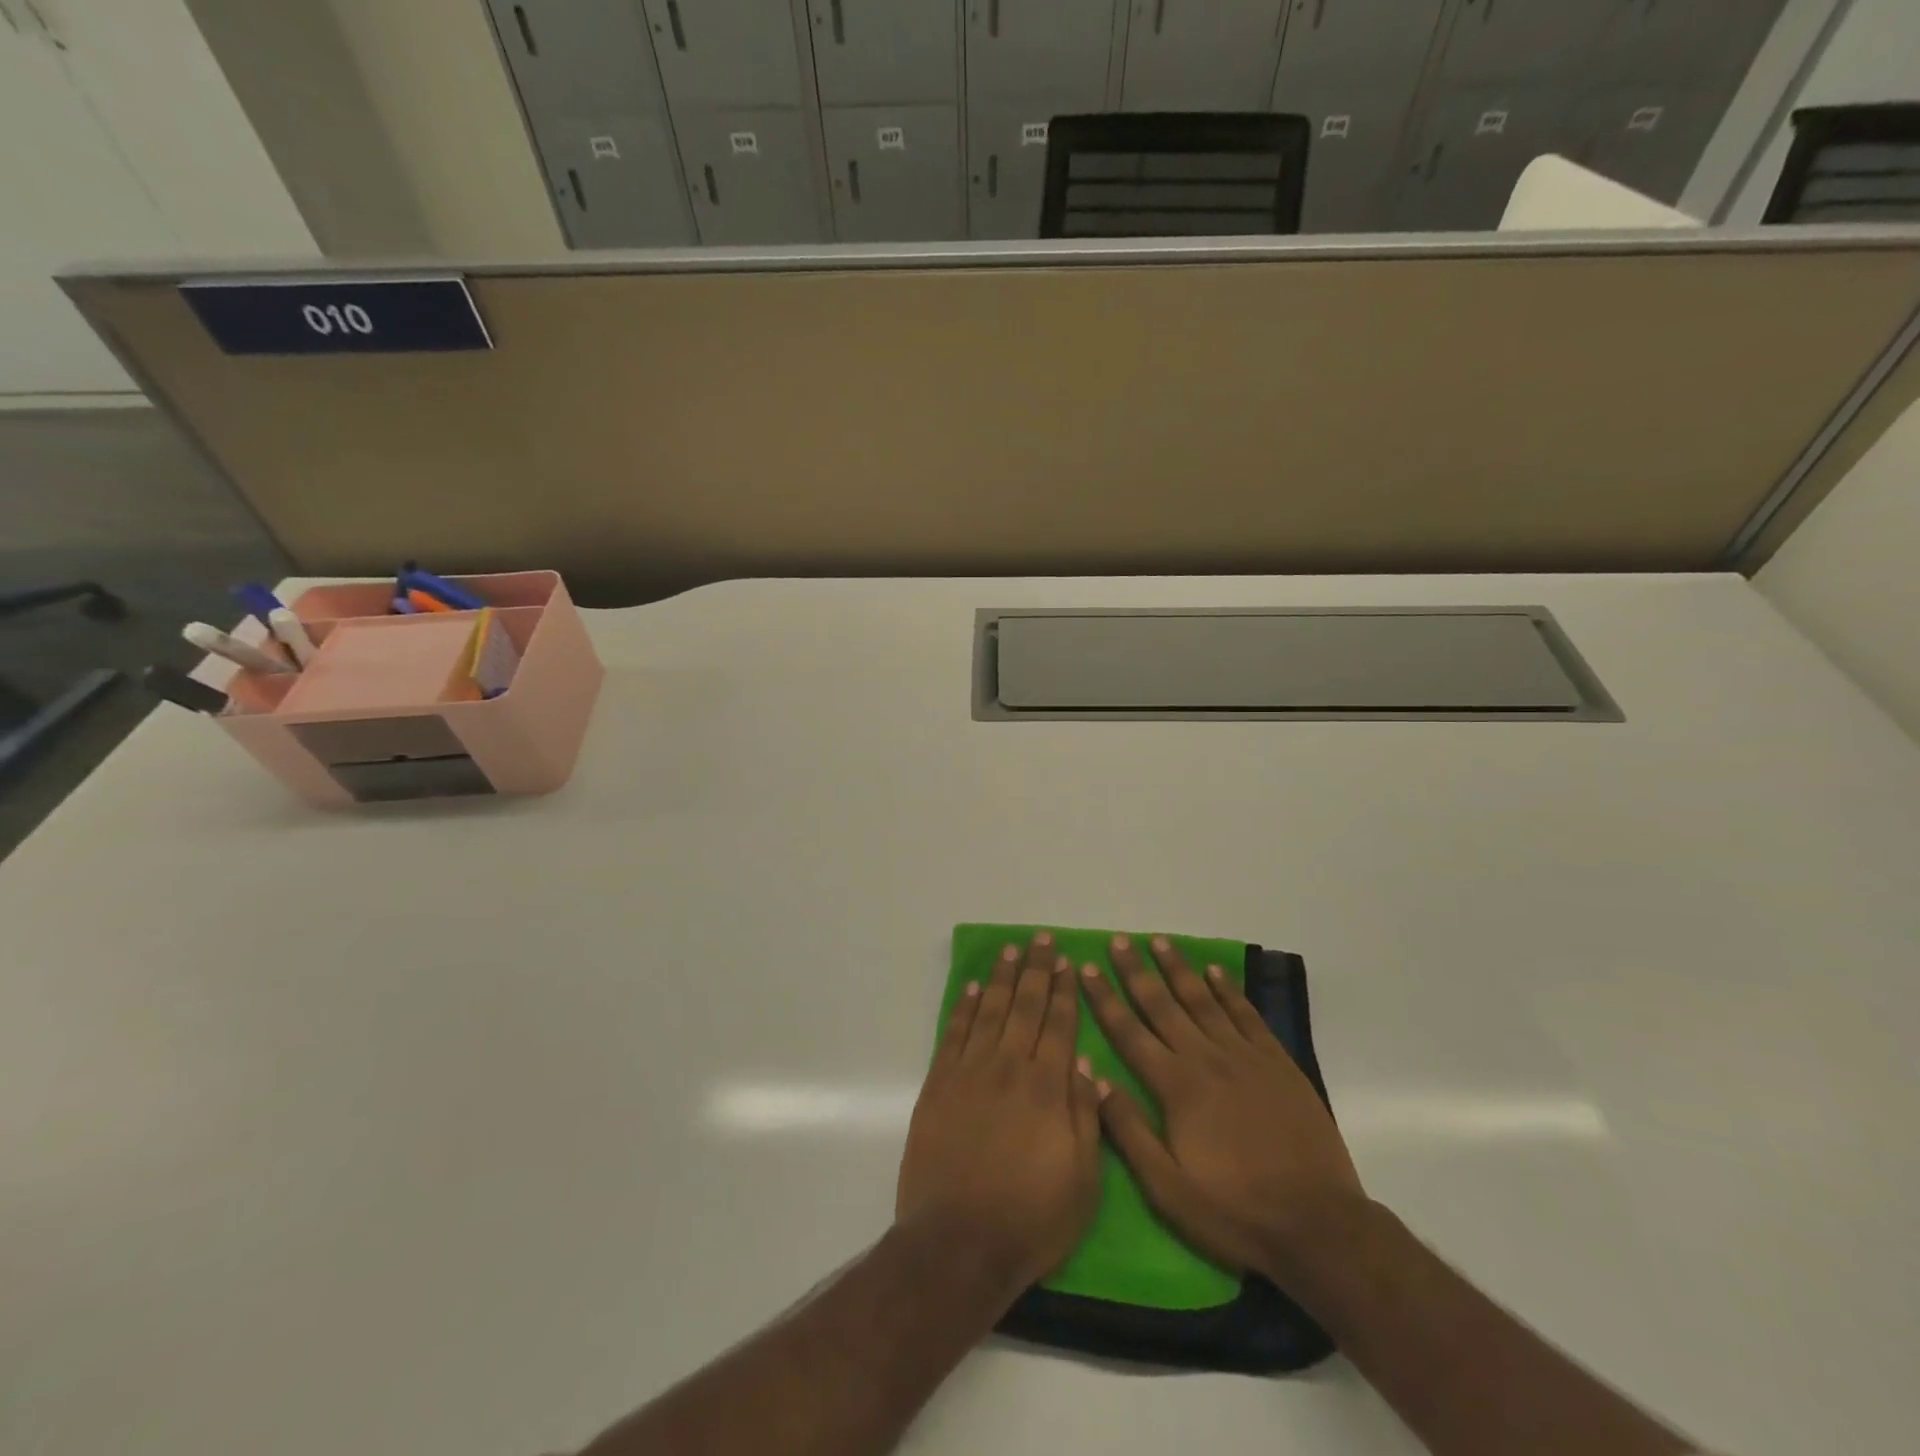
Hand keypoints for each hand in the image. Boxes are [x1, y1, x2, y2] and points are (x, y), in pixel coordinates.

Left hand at [896, 933, 1102, 1297]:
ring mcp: (970, 1073)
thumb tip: (1084, 1064)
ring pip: (990, 1012)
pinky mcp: (939, 1085)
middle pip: (1025, 1007)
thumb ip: (1085, 1116)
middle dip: (1036, 971)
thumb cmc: (1031, 1219)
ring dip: (1002, 978)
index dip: (1064, 992)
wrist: (958, 1242)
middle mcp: (1009, 1068)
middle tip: (1041, 940)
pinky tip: (974, 989)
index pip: (1059, 1026)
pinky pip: (955, 1034)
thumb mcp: (1083, 1181)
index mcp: (1047, 1088)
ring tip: (1011, 951)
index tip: (1068, 963)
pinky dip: (966, 1008)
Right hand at [1079, 934, 1365, 1284]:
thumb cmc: (1235, 1212)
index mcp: (1176, 1087)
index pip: (1129, 1032)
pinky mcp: (1277, 1063)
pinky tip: (1215, 972)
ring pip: (1203, 1000)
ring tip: (1159, 940)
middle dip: (1136, 971)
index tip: (1087, 967)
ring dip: (1178, 968)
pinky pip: (1247, 1015)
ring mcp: (1245, 1057)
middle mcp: (1206, 1059)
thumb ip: (1129, 1132)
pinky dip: (1228, 990)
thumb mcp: (1168, 1189)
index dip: (1105, 999)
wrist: (1319, 1225)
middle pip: (1163, 1005)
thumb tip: (1097, 1079)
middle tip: (1118, 940)